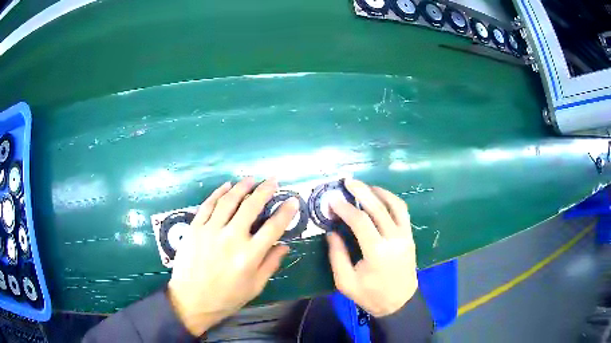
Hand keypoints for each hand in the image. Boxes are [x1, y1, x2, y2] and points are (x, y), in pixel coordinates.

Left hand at [167, 177, 298, 335]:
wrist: (191, 300)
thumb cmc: (226, 298)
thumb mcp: (255, 287)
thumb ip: (271, 264)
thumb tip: (284, 245)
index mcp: (249, 256)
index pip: (273, 227)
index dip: (286, 211)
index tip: (292, 200)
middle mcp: (231, 238)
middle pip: (251, 206)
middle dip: (265, 190)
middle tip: (273, 181)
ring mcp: (211, 231)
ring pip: (229, 200)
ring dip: (242, 186)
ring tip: (251, 179)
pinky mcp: (195, 228)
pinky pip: (208, 205)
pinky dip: (218, 192)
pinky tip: (227, 186)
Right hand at [327, 179, 417, 316]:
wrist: (399, 302)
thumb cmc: (370, 295)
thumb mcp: (346, 282)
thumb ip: (337, 255)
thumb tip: (331, 231)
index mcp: (377, 252)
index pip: (360, 221)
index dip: (345, 208)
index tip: (332, 200)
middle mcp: (394, 239)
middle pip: (378, 207)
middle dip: (361, 191)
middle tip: (347, 181)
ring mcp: (405, 236)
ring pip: (394, 205)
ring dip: (379, 192)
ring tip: (364, 186)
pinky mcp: (410, 236)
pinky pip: (403, 212)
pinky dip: (392, 200)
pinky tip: (381, 197)